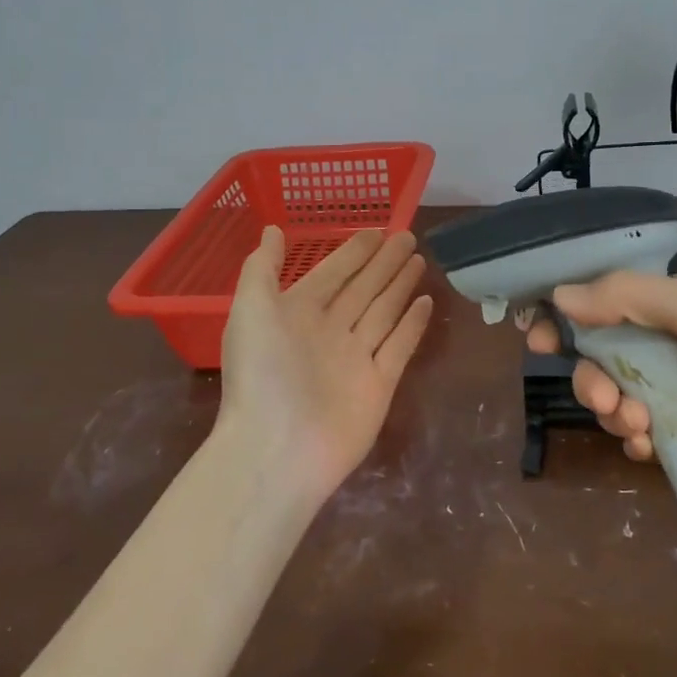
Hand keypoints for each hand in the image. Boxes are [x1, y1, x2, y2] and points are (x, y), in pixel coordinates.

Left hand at [217, 226, 434, 503]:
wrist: (277, 448)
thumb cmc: (261, 372)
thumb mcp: (251, 309)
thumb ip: (262, 267)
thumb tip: (272, 229)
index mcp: (297, 313)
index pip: (332, 272)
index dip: (353, 251)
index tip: (377, 230)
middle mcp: (328, 331)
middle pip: (363, 288)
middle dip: (383, 263)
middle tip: (408, 236)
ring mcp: (355, 358)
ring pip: (383, 311)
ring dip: (400, 286)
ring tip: (419, 260)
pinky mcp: (379, 385)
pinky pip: (400, 346)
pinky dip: (412, 324)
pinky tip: (426, 301)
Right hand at [525, 271, 676, 492]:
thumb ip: (626, 296)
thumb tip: (559, 294)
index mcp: (670, 306)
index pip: (600, 304)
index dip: (564, 319)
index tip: (536, 340)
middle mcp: (671, 344)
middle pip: (602, 358)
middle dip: (591, 379)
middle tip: (603, 401)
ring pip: (620, 398)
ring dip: (615, 414)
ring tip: (637, 427)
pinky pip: (644, 434)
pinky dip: (637, 441)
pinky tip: (648, 448)